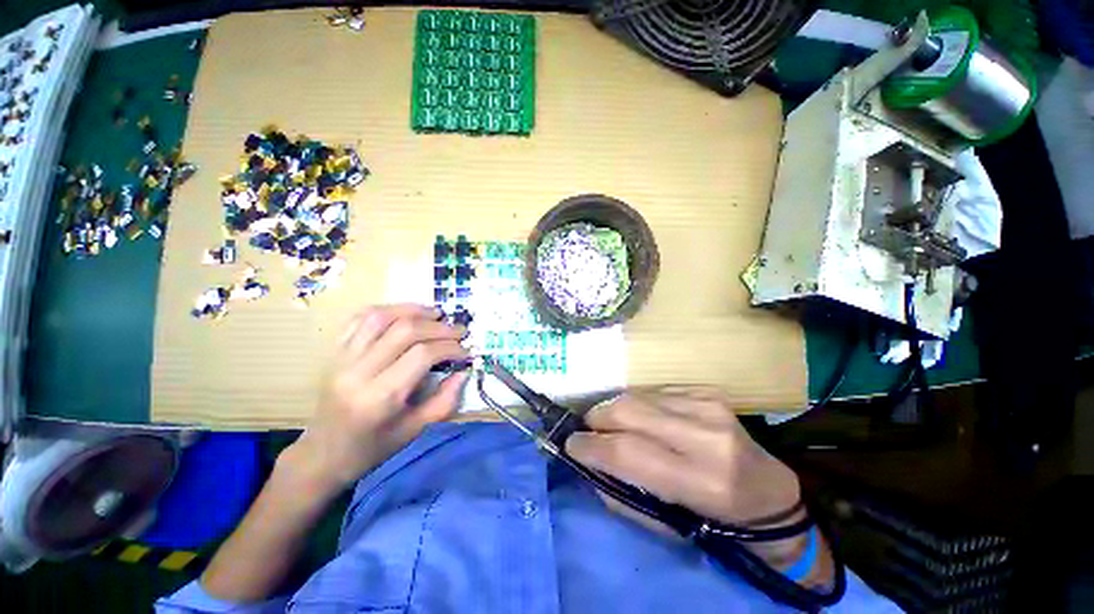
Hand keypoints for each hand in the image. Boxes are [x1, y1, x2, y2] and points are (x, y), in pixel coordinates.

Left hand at [290, 304, 468, 489]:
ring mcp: (341, 358)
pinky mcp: (334, 352)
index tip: (466, 351)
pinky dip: (387, 310)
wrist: (322, 455)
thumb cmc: (372, 448)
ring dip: (414, 310)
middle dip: (439, 327)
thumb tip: (464, 372)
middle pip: (405, 330)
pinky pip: (359, 319)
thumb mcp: (414, 430)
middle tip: (459, 331)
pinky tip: (405, 313)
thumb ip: (444, 400)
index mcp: (379, 396)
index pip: (422, 354)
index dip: (450, 347)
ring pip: (381, 317)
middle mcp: (358, 371)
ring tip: (436, 314)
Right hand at [565, 387, 800, 526]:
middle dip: (597, 418)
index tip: (571, 444)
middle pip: (628, 411)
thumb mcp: (666, 525)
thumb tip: (586, 462)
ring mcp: (708, 406)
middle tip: (589, 430)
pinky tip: (643, 418)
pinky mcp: (707, 392)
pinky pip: (654, 391)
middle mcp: (705, 436)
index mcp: (699, 480)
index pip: (627, 452)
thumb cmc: (716, 520)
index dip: (590, 445)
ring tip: (612, 424)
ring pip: (637, 395)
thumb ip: (620, 493)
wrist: (768, 492)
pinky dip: (638, 403)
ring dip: (615, 409)